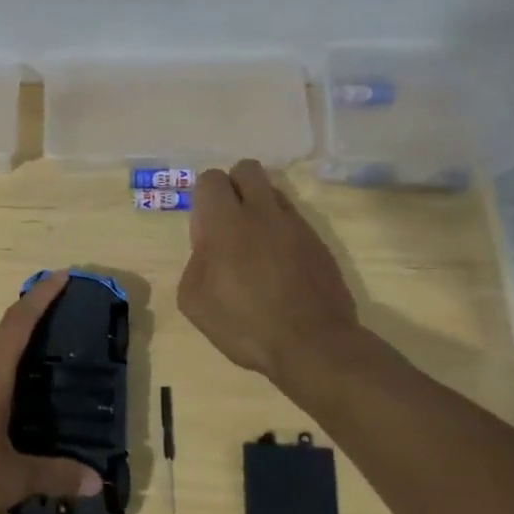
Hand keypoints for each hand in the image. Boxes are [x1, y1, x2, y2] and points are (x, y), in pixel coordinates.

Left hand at [0, 270, 101, 513]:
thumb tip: (96, 482)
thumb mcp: (11, 480)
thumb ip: (54, 475)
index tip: (61, 276)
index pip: (17, 324)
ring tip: (32, 377)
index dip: (40, 297)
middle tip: (54, 340)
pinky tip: (0, 410)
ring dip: (2, 357)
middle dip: (23, 329)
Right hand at [178, 160, 365, 383]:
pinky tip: (280, 269)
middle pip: (247, 169)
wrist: (313, 345)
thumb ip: (196, 261)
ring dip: (260, 209)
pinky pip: (294, 222)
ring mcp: (296, 226)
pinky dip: (282, 234)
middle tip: (229, 223)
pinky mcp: (319, 244)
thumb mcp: (194, 299)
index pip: (211, 179)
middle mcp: (263, 212)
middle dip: (234, 186)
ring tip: (256, 248)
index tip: (205, 230)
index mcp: (226, 221)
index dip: (204, 198)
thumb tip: (209, 251)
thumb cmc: (244, 323)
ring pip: (273, 193)